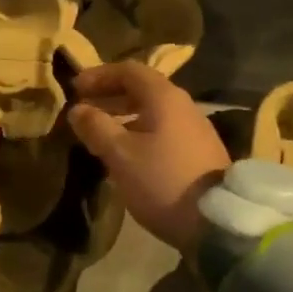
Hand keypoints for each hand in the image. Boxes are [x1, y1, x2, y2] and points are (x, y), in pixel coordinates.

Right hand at [67, 62, 229, 255]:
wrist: (216, 221)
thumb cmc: (162, 179)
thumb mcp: (120, 154)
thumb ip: (96, 126)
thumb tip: (77, 109)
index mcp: (164, 97)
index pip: (128, 70)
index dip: (99, 75)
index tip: (75, 88)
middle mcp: (182, 105)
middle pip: (141, 89)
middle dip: (109, 96)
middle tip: (83, 109)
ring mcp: (194, 129)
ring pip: (151, 111)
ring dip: (122, 115)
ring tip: (99, 133)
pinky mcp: (198, 152)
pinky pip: (162, 129)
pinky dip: (138, 131)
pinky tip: (125, 153)